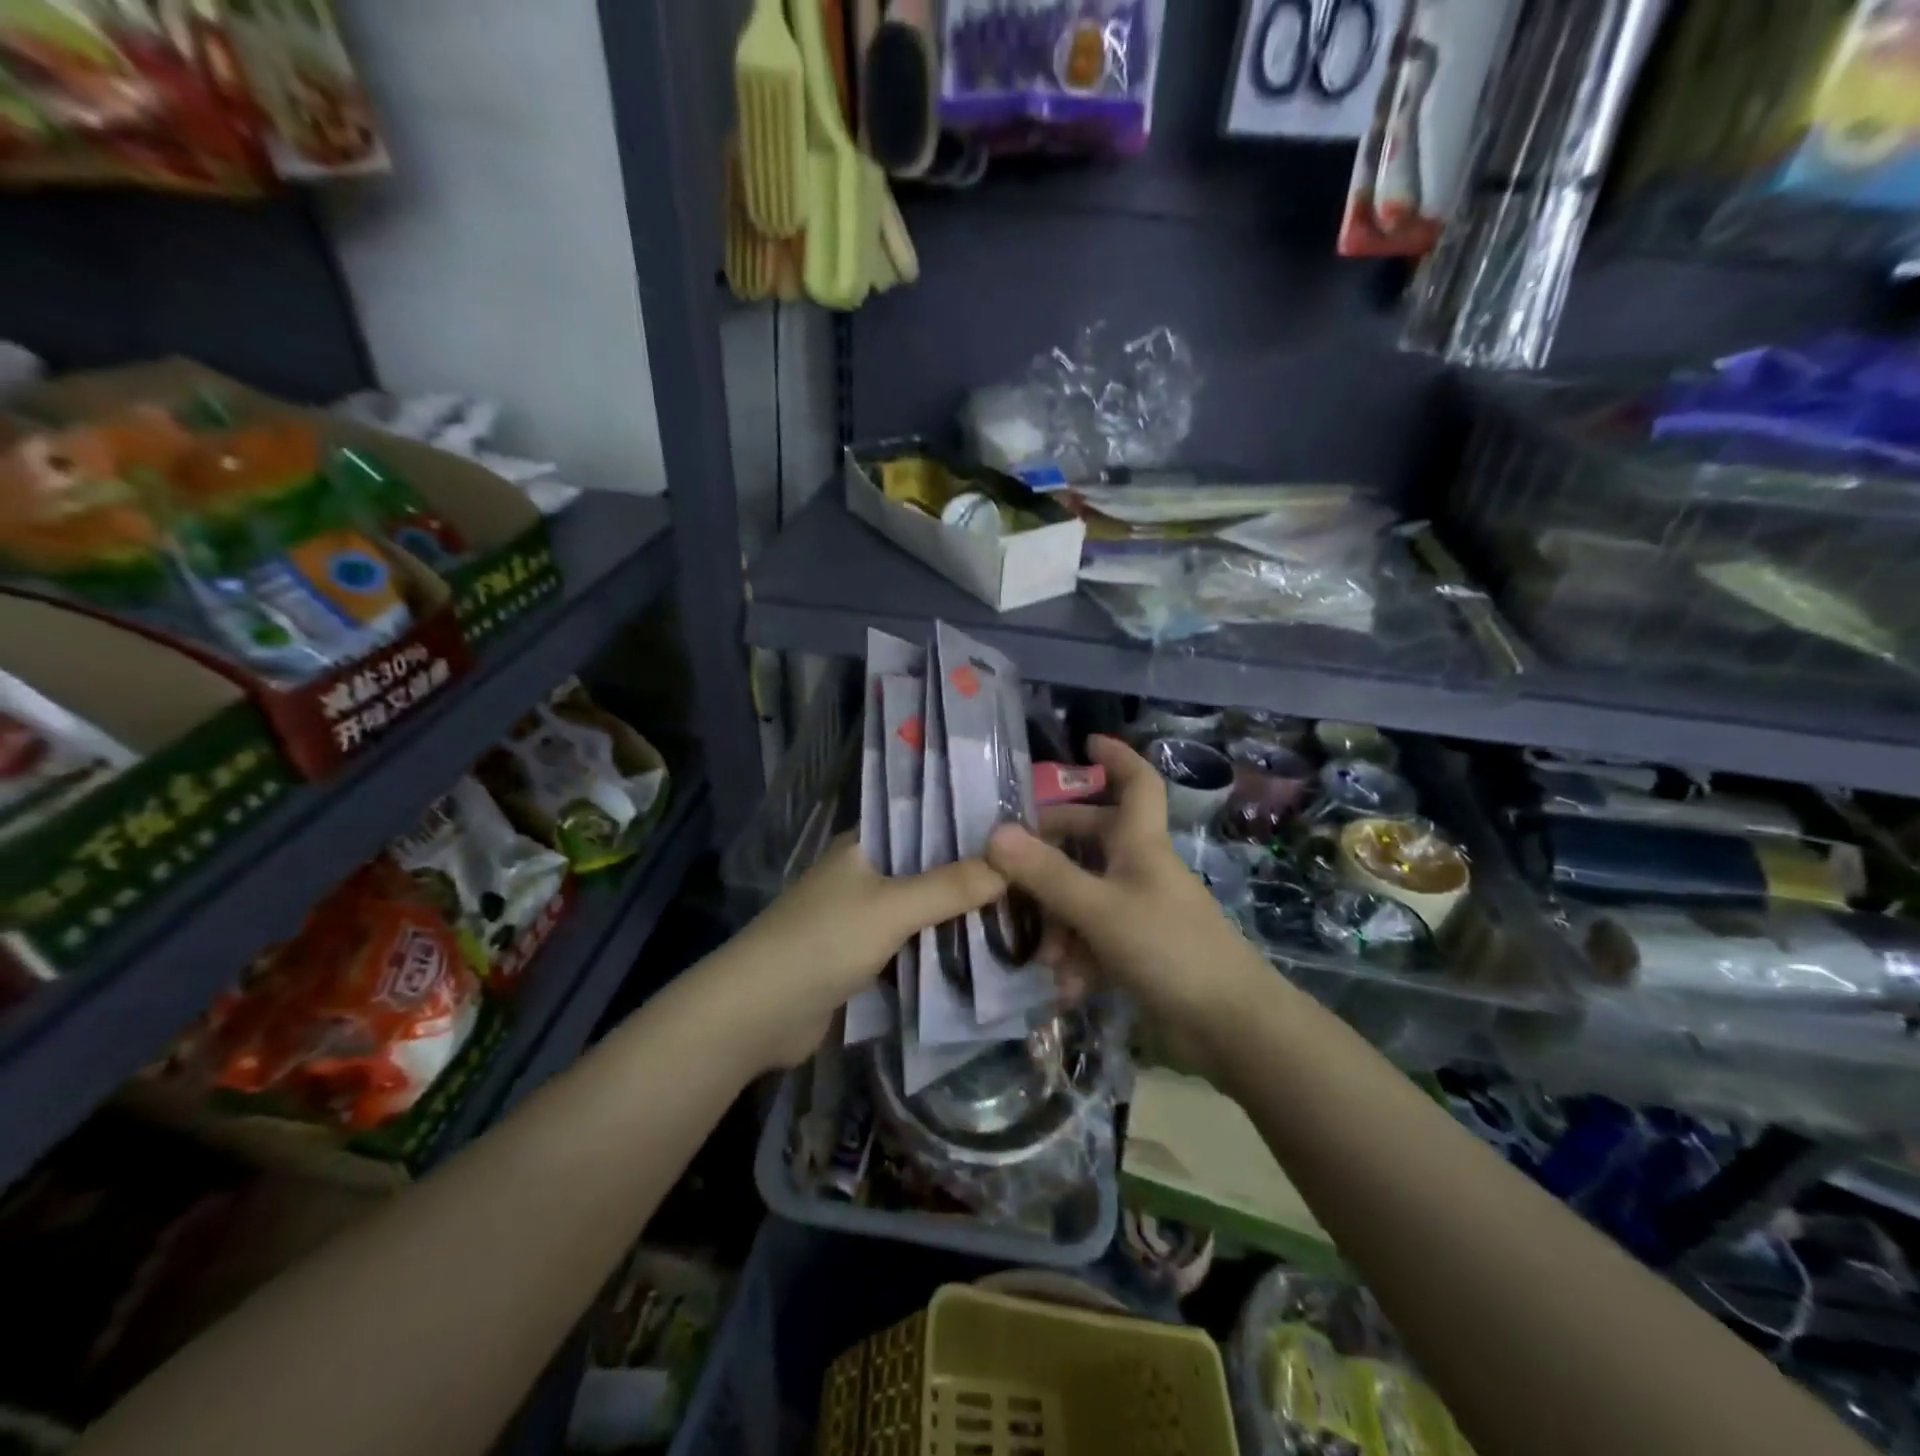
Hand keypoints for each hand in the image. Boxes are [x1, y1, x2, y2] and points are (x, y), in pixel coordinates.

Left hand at [727, 834, 1004, 1068]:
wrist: (758, 1014)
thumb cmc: (823, 941)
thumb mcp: (892, 908)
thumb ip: (950, 886)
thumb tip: (1011, 866)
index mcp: (864, 844)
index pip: (925, 820)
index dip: (968, 824)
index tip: (1018, 831)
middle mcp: (865, 873)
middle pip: (928, 866)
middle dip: (971, 875)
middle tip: (1030, 878)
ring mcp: (862, 916)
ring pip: (922, 908)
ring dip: (958, 915)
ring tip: (1021, 912)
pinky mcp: (863, 956)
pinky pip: (911, 943)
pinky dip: (940, 947)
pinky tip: (983, 951)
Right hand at [986, 735, 1268, 1052]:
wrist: (1231, 1025)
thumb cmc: (1169, 948)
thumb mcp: (1099, 909)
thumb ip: (1047, 874)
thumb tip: (995, 833)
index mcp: (1140, 843)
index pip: (1136, 782)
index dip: (1116, 757)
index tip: (1086, 742)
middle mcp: (1140, 868)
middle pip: (1092, 839)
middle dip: (1051, 850)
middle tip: (1010, 863)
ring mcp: (1142, 910)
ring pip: (1086, 895)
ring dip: (1059, 921)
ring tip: (1043, 955)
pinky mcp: (1141, 950)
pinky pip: (1096, 939)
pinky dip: (1078, 957)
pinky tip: (1066, 987)